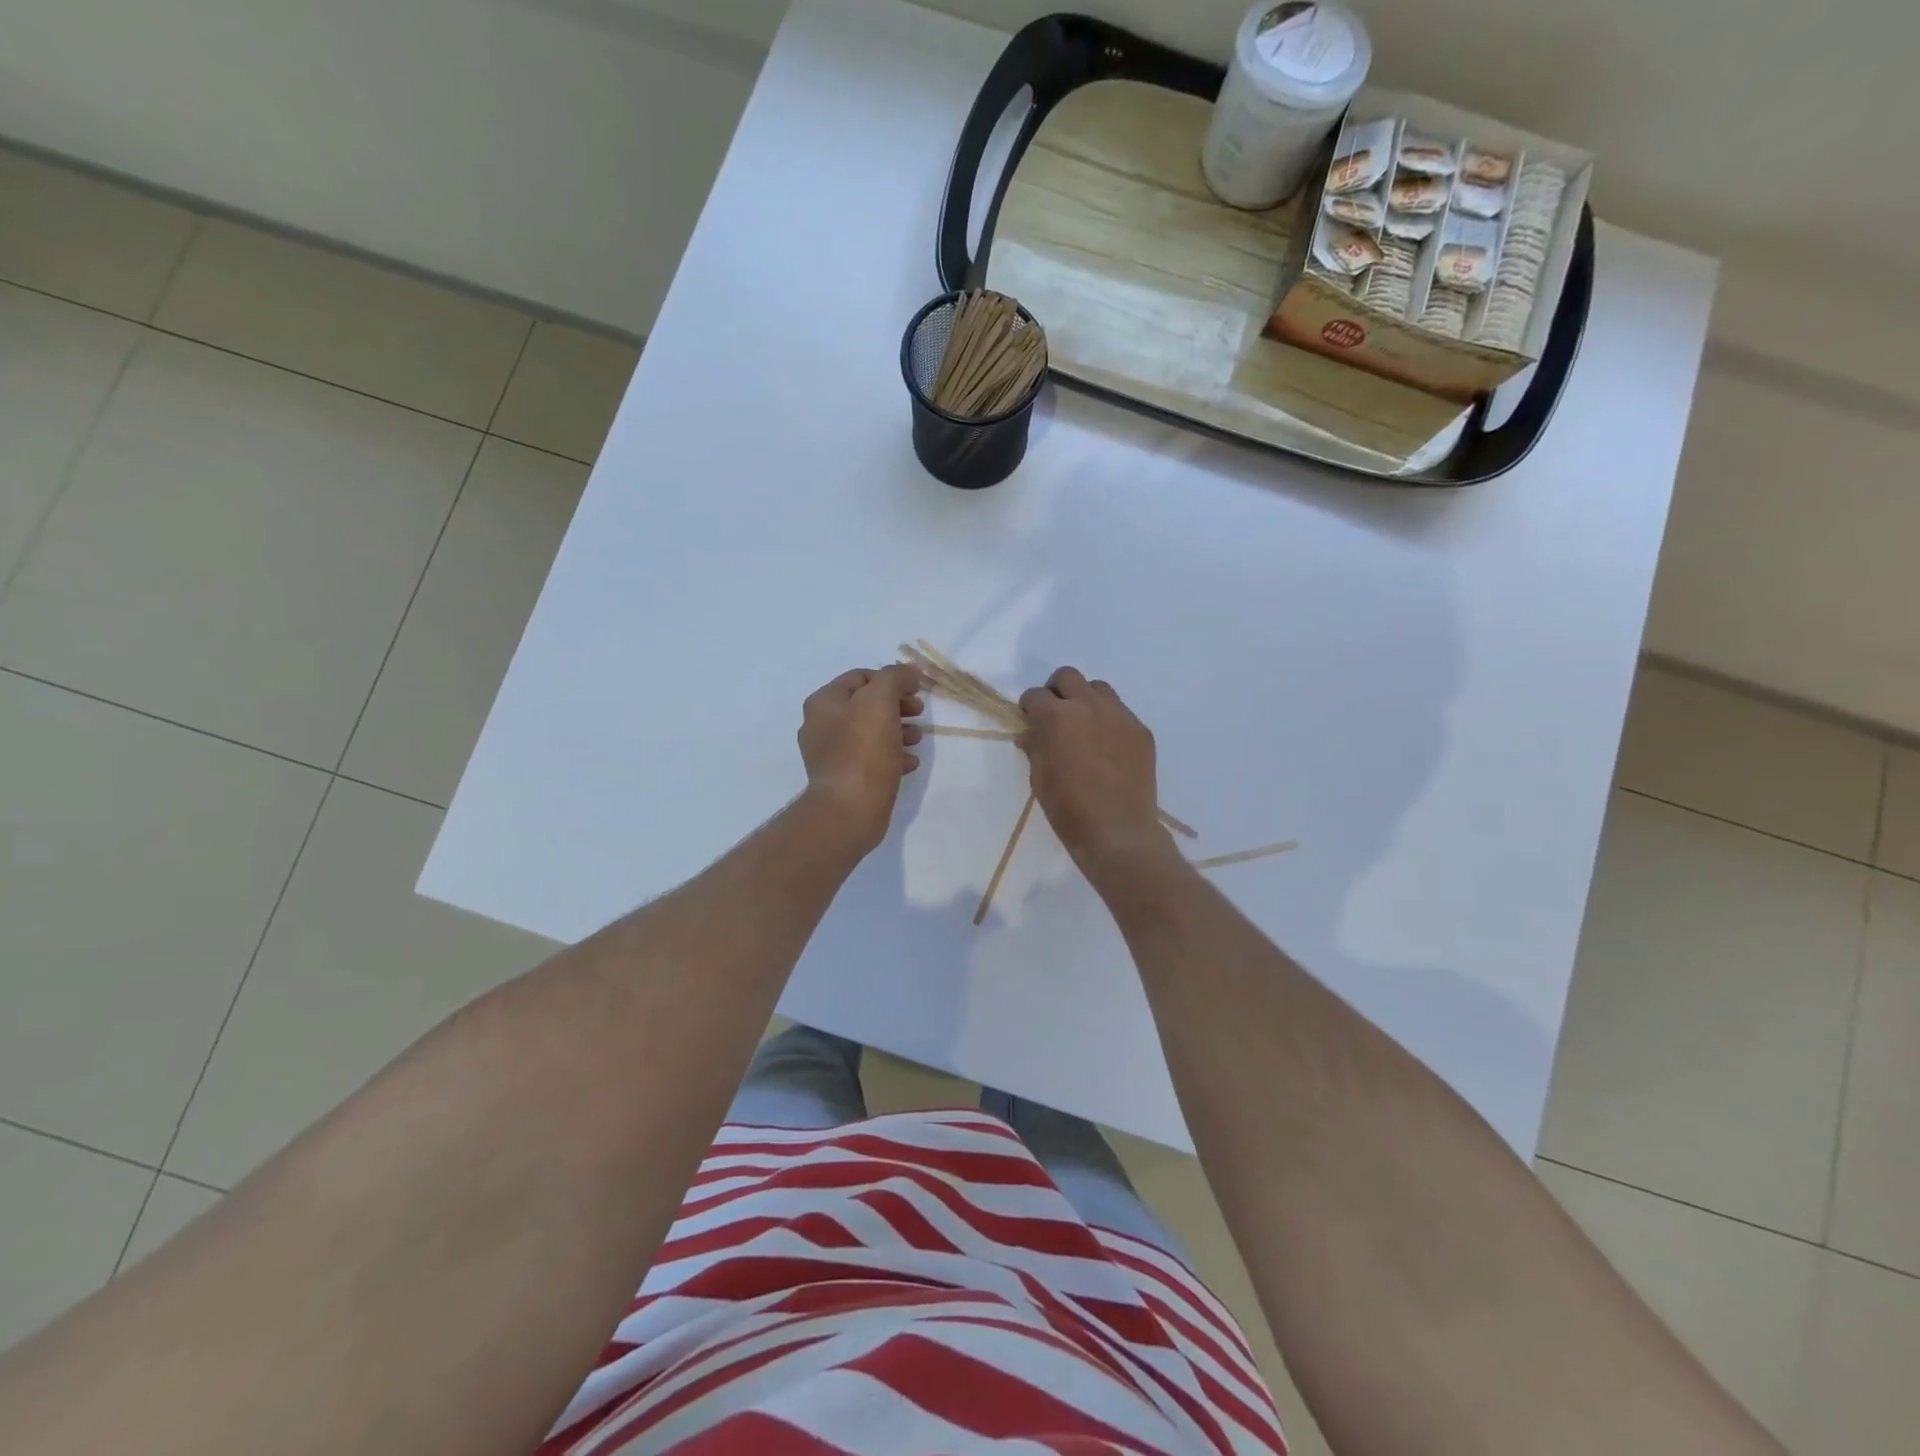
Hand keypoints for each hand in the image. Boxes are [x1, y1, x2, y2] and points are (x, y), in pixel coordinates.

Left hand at [798, 665, 924, 850]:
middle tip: (919, 713)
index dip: (891, 679)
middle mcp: (821, 725)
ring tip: (917, 740)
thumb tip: (908, 671)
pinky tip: (909, 763)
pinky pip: (870, 759)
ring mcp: (830, 754)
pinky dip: (891, 756)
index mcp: (824, 702)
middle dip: (896, 706)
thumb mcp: (881, 700)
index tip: (916, 690)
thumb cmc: (863, 750)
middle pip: (865, 705)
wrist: (848, 810)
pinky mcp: (843, 779)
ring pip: (869, 732)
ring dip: (897, 730)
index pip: (861, 677)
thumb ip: (895, 677)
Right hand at [1019, 668, 1172, 880]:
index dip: (1029, 707)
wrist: (1118, 831)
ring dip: (1085, 700)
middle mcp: (1088, 706)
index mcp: (1057, 717)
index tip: (1030, 721)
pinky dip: (1108, 721)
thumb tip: (1030, 734)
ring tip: (1083, 727)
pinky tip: (1107, 747)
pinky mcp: (1140, 731)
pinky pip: (1120, 712)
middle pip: (1068, 677)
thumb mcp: (1040, 779)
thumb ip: (1035, 748)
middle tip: (1055, 716)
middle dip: (1056, 692)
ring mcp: (1119, 716)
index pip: (1035, 695)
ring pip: (1098, 688)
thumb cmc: (1069, 809)